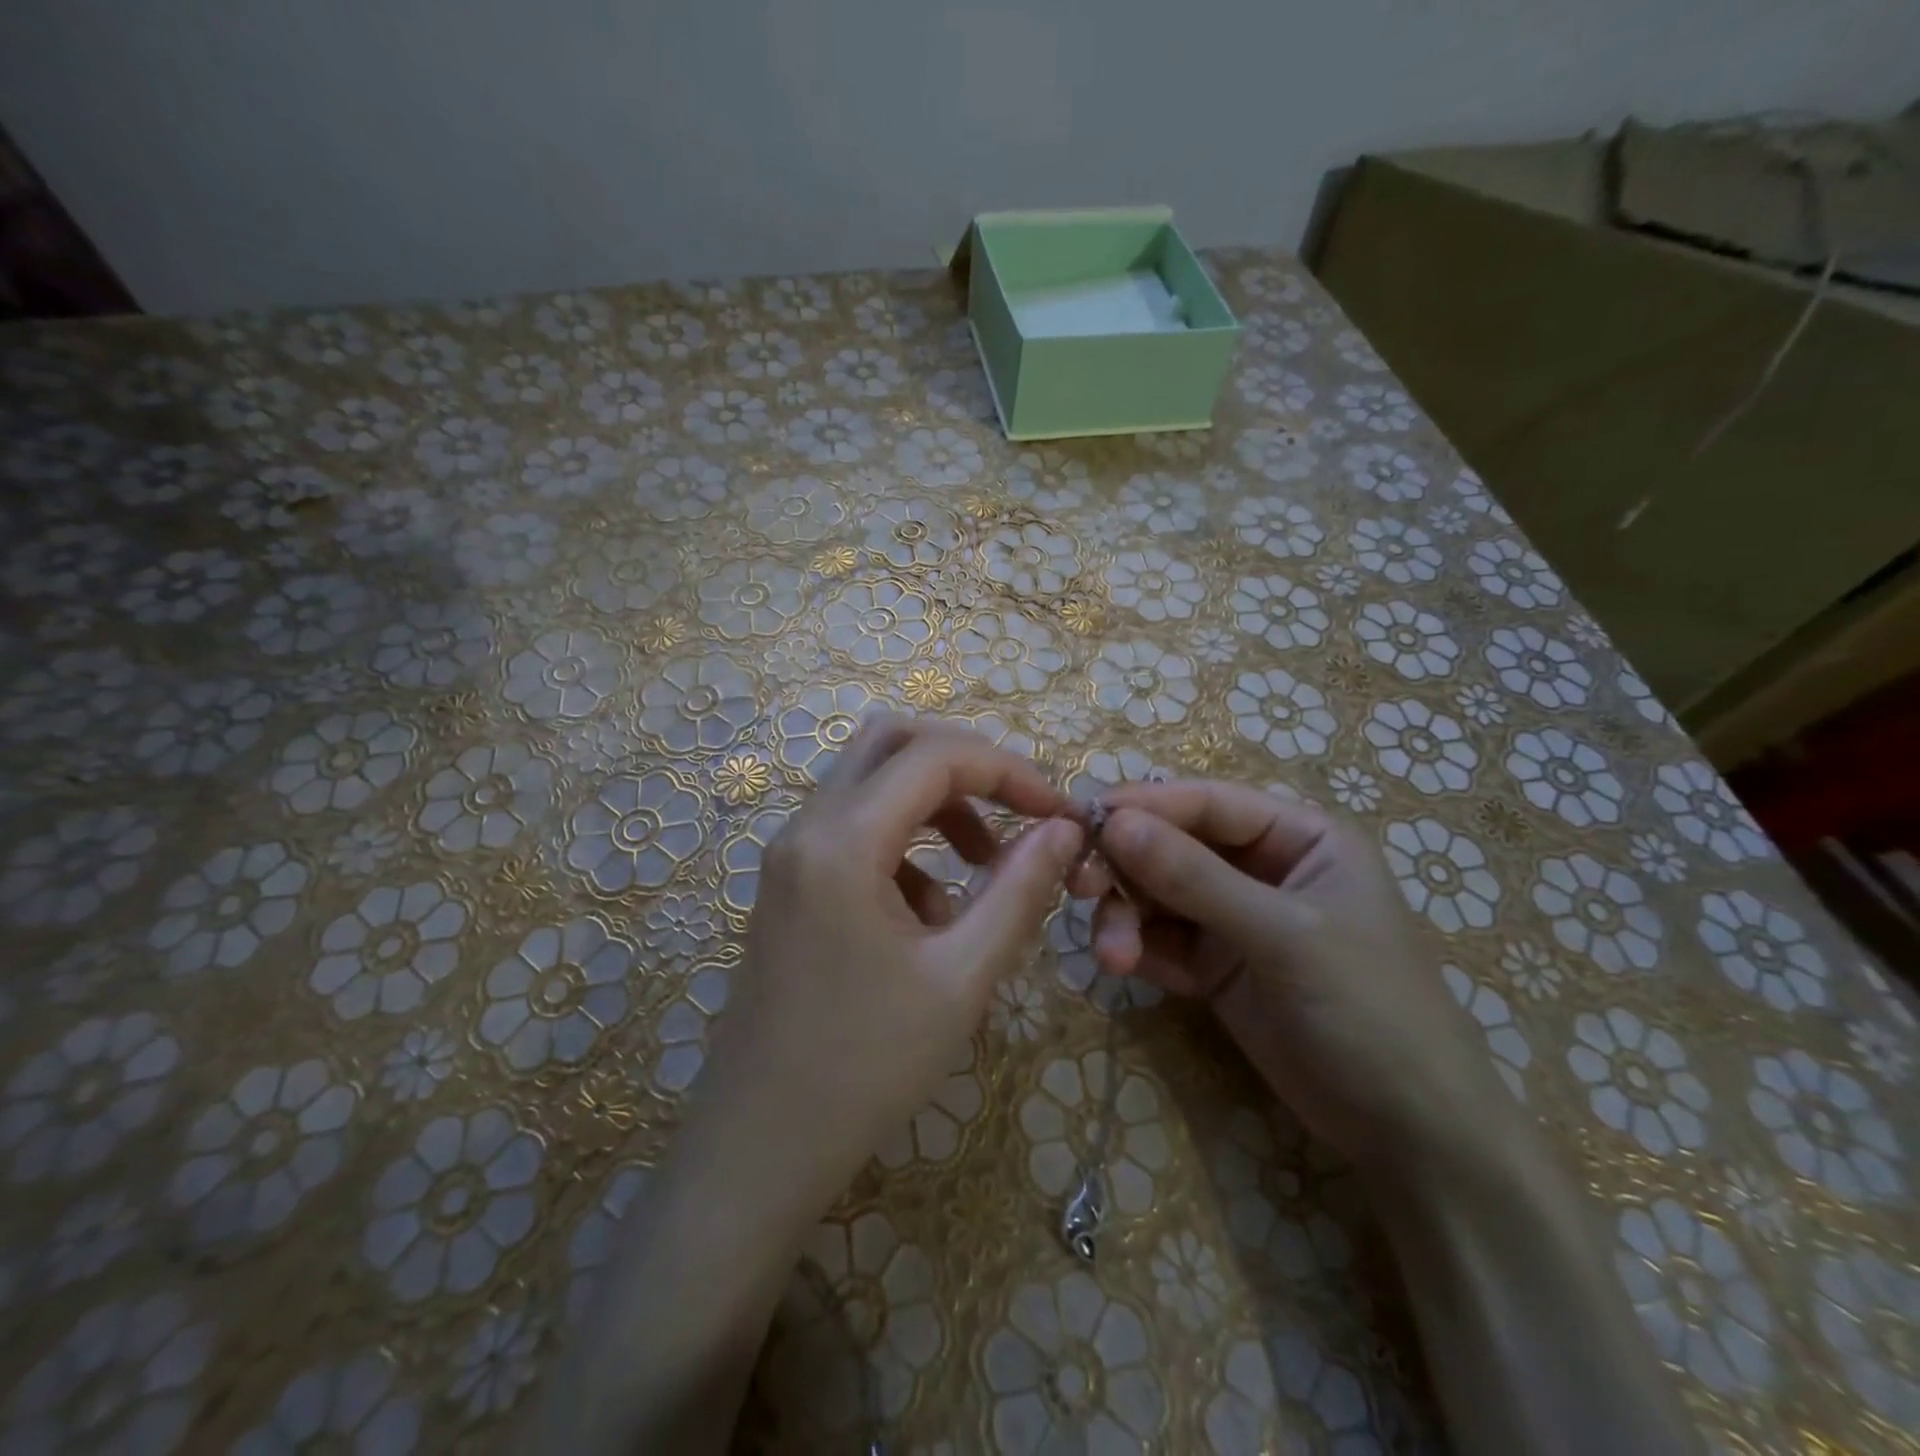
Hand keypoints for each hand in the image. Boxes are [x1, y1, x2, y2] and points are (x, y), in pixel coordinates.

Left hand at [694, 715, 1083, 1213]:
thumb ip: (1020, 890)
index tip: (1059, 811)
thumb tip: (1064, 828)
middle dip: (967, 764)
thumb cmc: (865, 1068)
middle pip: (892, 742)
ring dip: (936, 801)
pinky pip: (855, 826)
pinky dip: (906, 841)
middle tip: (1018, 810)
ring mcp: (790, 853)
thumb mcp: (963, 977)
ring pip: (871, 779)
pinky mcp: (790, 882)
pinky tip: (931, 912)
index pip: (935, 757)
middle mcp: (806, 826)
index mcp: (842, 840)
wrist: (757, 1149)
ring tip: (984, 865)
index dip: (1009, 770)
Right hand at [1086, 779, 1514, 1177]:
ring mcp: (1235, 918)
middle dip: (1125, 867)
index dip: (1143, 807)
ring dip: (1125, 917)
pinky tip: (1128, 970)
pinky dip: (1138, 949)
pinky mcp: (1216, 965)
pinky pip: (1161, 939)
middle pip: (1171, 845)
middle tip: (1079, 888)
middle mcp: (1261, 867)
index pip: (1206, 803)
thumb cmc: (1369, 1011)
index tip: (1081, 821)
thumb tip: (1114, 822)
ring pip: (1156, 894)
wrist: (1410, 1135)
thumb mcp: (1284, 937)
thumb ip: (1196, 878)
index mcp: (1298, 836)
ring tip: (1115, 957)